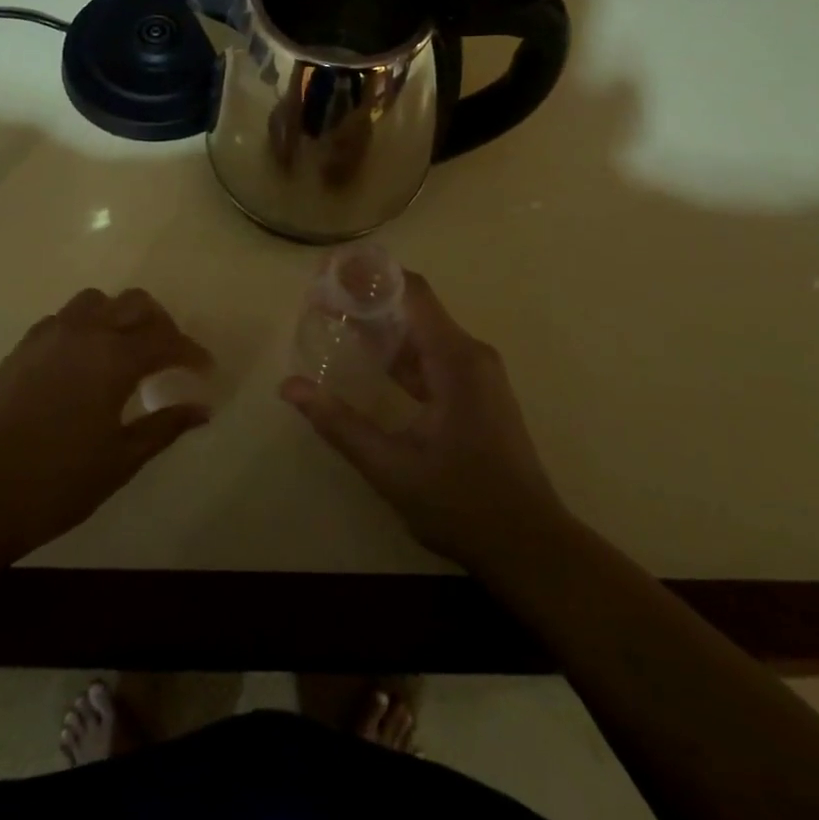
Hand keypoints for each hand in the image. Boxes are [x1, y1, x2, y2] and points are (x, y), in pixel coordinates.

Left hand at [0, 288, 211, 557]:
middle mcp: (83, 333)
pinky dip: (87, 326)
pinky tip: (86, 361)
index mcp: (112, 358)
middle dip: (161, 324)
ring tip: (128, 350)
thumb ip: (164, 427)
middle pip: (134, 304)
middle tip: (170, 355)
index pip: (166, 340)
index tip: (205, 370)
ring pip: (96, 301)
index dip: (191, 352)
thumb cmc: (55, 483)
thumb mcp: (120, 460)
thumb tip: (201, 409)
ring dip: (120, 316)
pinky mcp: (21, 347)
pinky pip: (65, 318)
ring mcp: (47, 336)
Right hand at [281, 271, 569, 570]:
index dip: (369, 275)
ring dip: (382, 326)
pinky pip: (433, 357)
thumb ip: (339, 423)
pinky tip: (368, 361)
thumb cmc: (462, 503)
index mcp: (455, 359)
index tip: (328, 273)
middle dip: (367, 298)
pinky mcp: (477, 393)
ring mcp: (477, 374)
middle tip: (320, 298)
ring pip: (423, 333)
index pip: (411, 291)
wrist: (529, 546)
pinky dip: (399, 353)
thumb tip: (289, 387)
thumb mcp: (391, 467)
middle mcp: (470, 354)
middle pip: (415, 307)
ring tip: (334, 321)